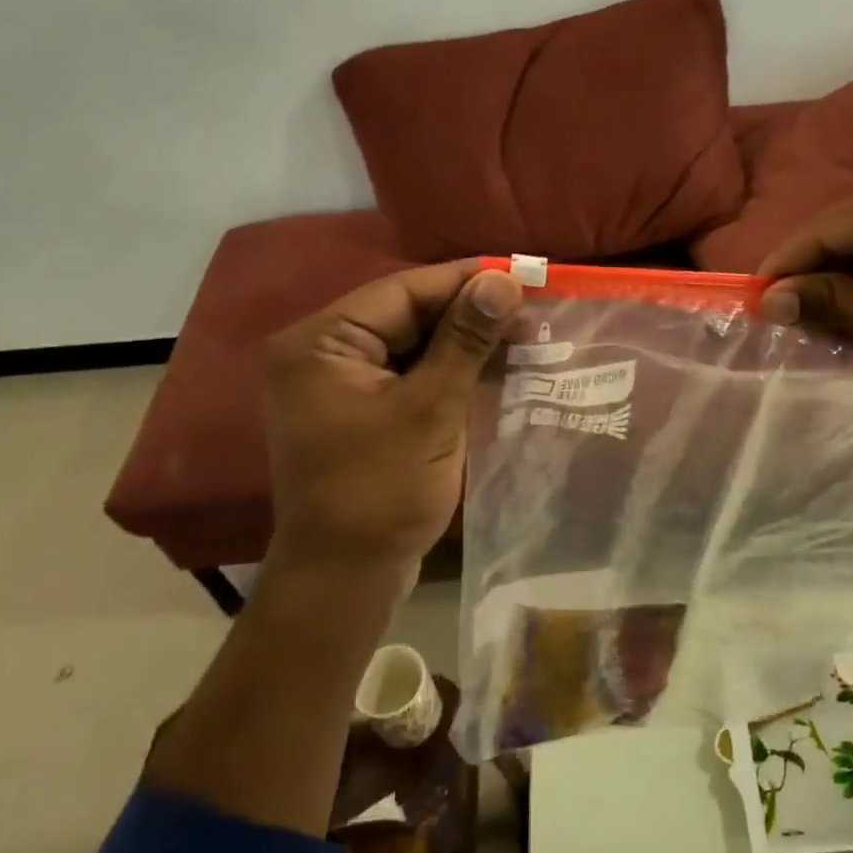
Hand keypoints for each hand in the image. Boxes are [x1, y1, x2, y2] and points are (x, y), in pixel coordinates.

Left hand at [262, 261, 522, 584]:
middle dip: (469, 314)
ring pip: (414, 346)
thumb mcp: (430, 409)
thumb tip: (502, 280)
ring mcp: (341, 386)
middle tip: (530, 309)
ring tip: (524, 334)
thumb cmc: (381, 490)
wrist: (347, 577)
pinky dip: (451, 372)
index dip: (464, 281)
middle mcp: (324, 355)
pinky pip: (411, 376)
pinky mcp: (362, 412)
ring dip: (465, 343)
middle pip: (407, 315)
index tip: (521, 274)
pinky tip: (496, 368)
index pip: (402, 291)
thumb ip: (465, 340)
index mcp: (322, 343)